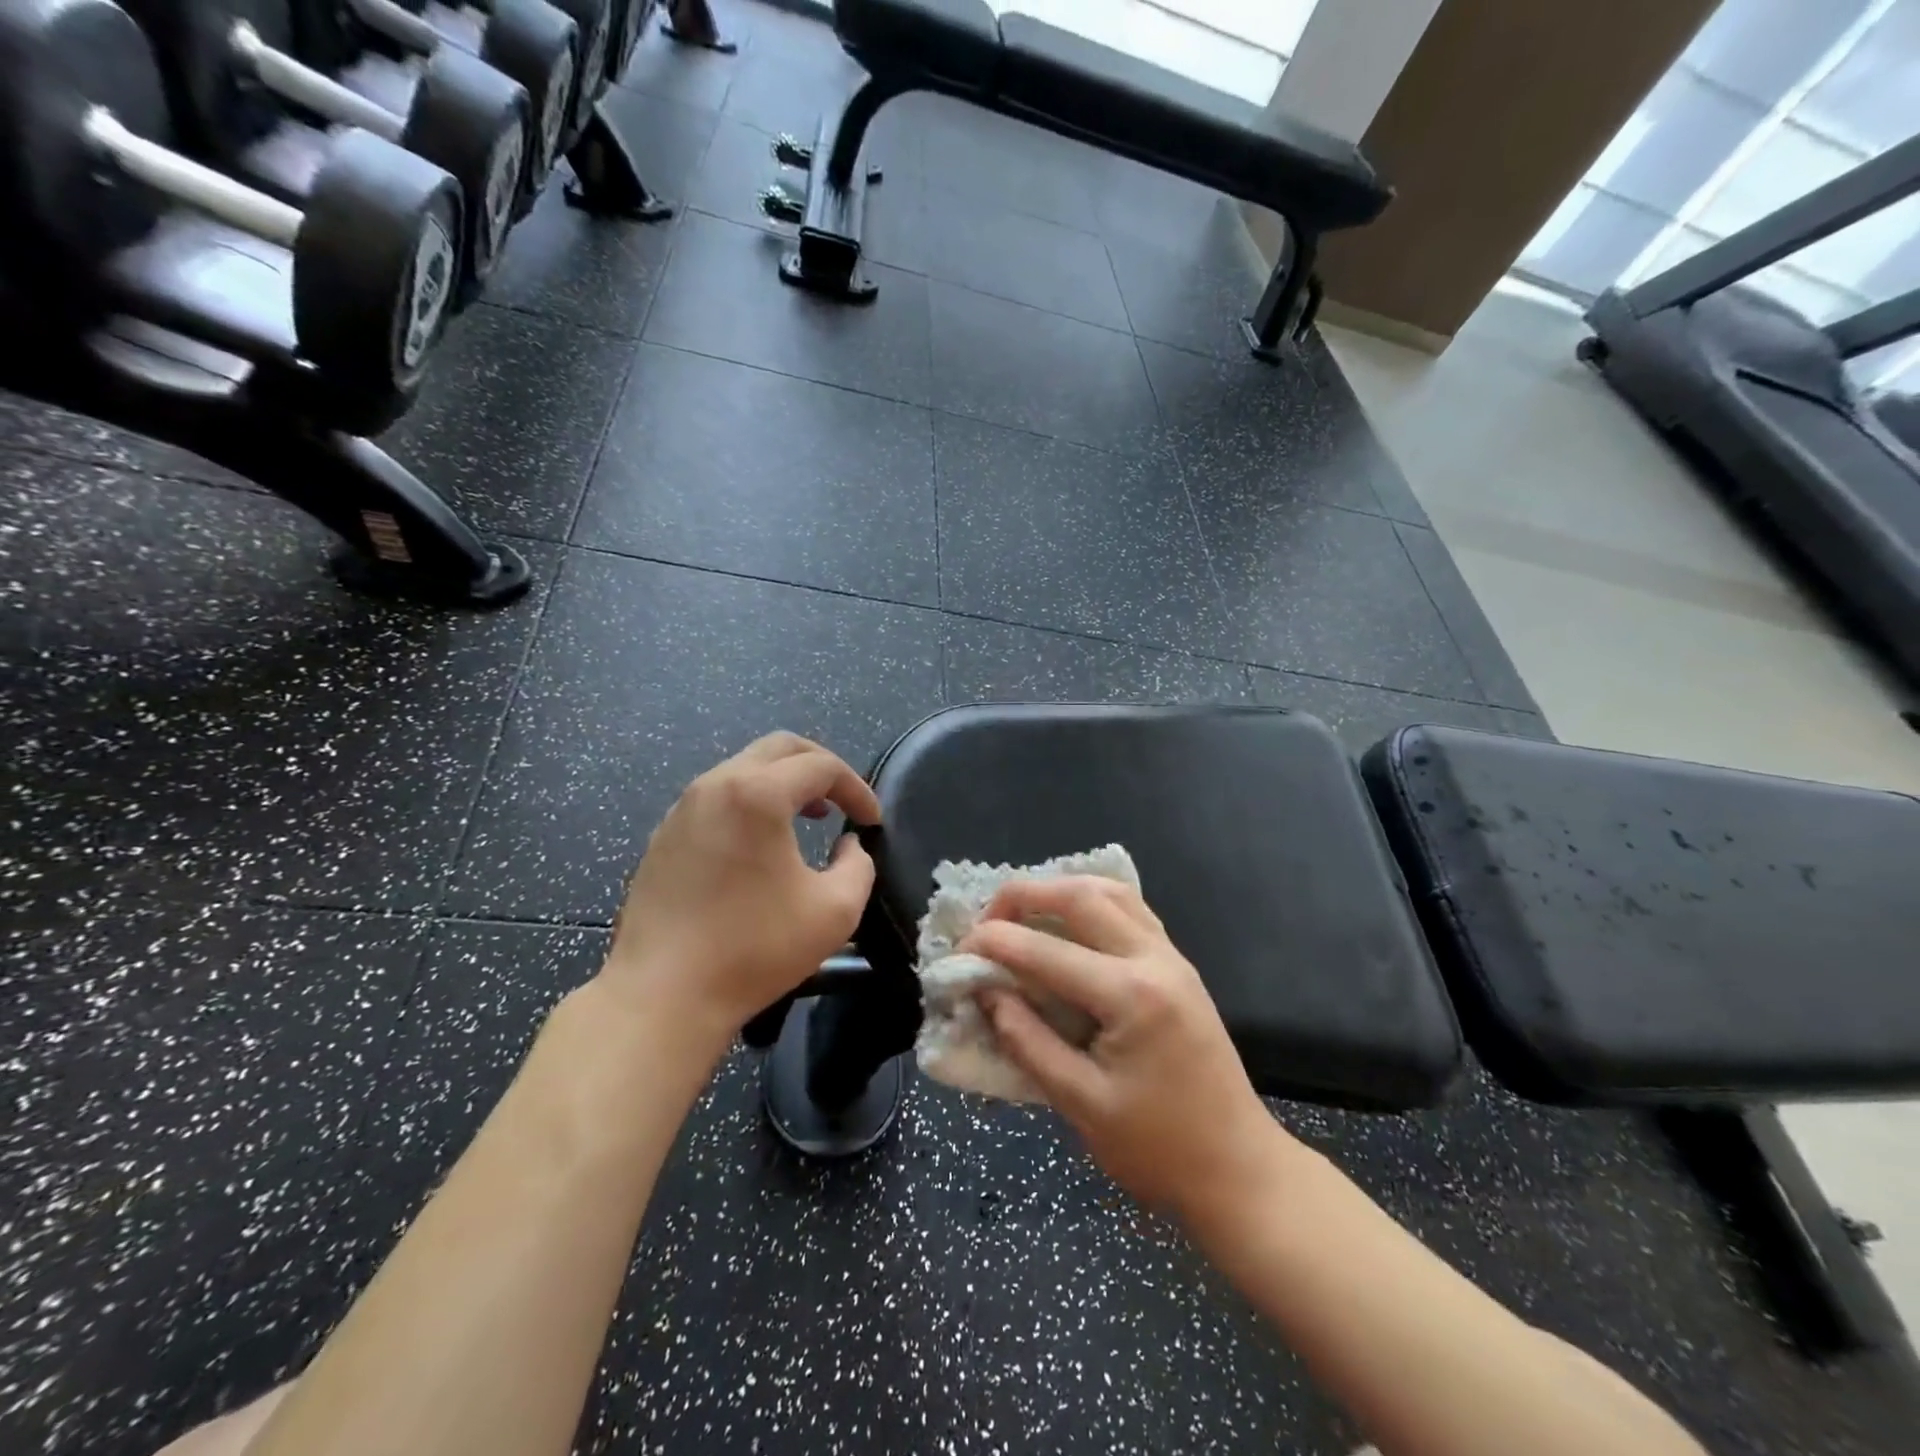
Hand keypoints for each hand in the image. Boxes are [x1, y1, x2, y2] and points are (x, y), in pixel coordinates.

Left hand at [599, 733, 880, 1047]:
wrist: (663, 996)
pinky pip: (717, 797)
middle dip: (820, 767)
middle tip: (842, 801)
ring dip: (783, 783)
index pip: (821, 766)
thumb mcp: (836, 911)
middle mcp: (716, 785)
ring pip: (744, 768)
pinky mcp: (664, 835)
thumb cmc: (754, 949)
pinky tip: (760, 845)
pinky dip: (751, 803)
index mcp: (757, 794)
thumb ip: (859, 866)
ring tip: (807, 818)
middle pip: (779, 748)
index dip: (856, 789)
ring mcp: (683, 809)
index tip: (872, 822)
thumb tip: (847, 847)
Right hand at [963, 877, 1291, 1225]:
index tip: (957, 955)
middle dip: (1022, 896)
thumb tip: (986, 994)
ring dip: (1058, 890)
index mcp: (1130, 996)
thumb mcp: (1081, 1105)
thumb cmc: (1159, 1150)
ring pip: (1110, 891)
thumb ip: (1027, 1042)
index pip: (1045, 950)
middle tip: (985, 923)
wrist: (1240, 1170)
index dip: (993, 944)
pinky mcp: (1178, 965)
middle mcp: (1154, 959)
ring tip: (1020, 915)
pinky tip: (1068, 923)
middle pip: (1080, 895)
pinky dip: (1091, 901)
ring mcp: (1172, 957)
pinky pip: (1130, 909)